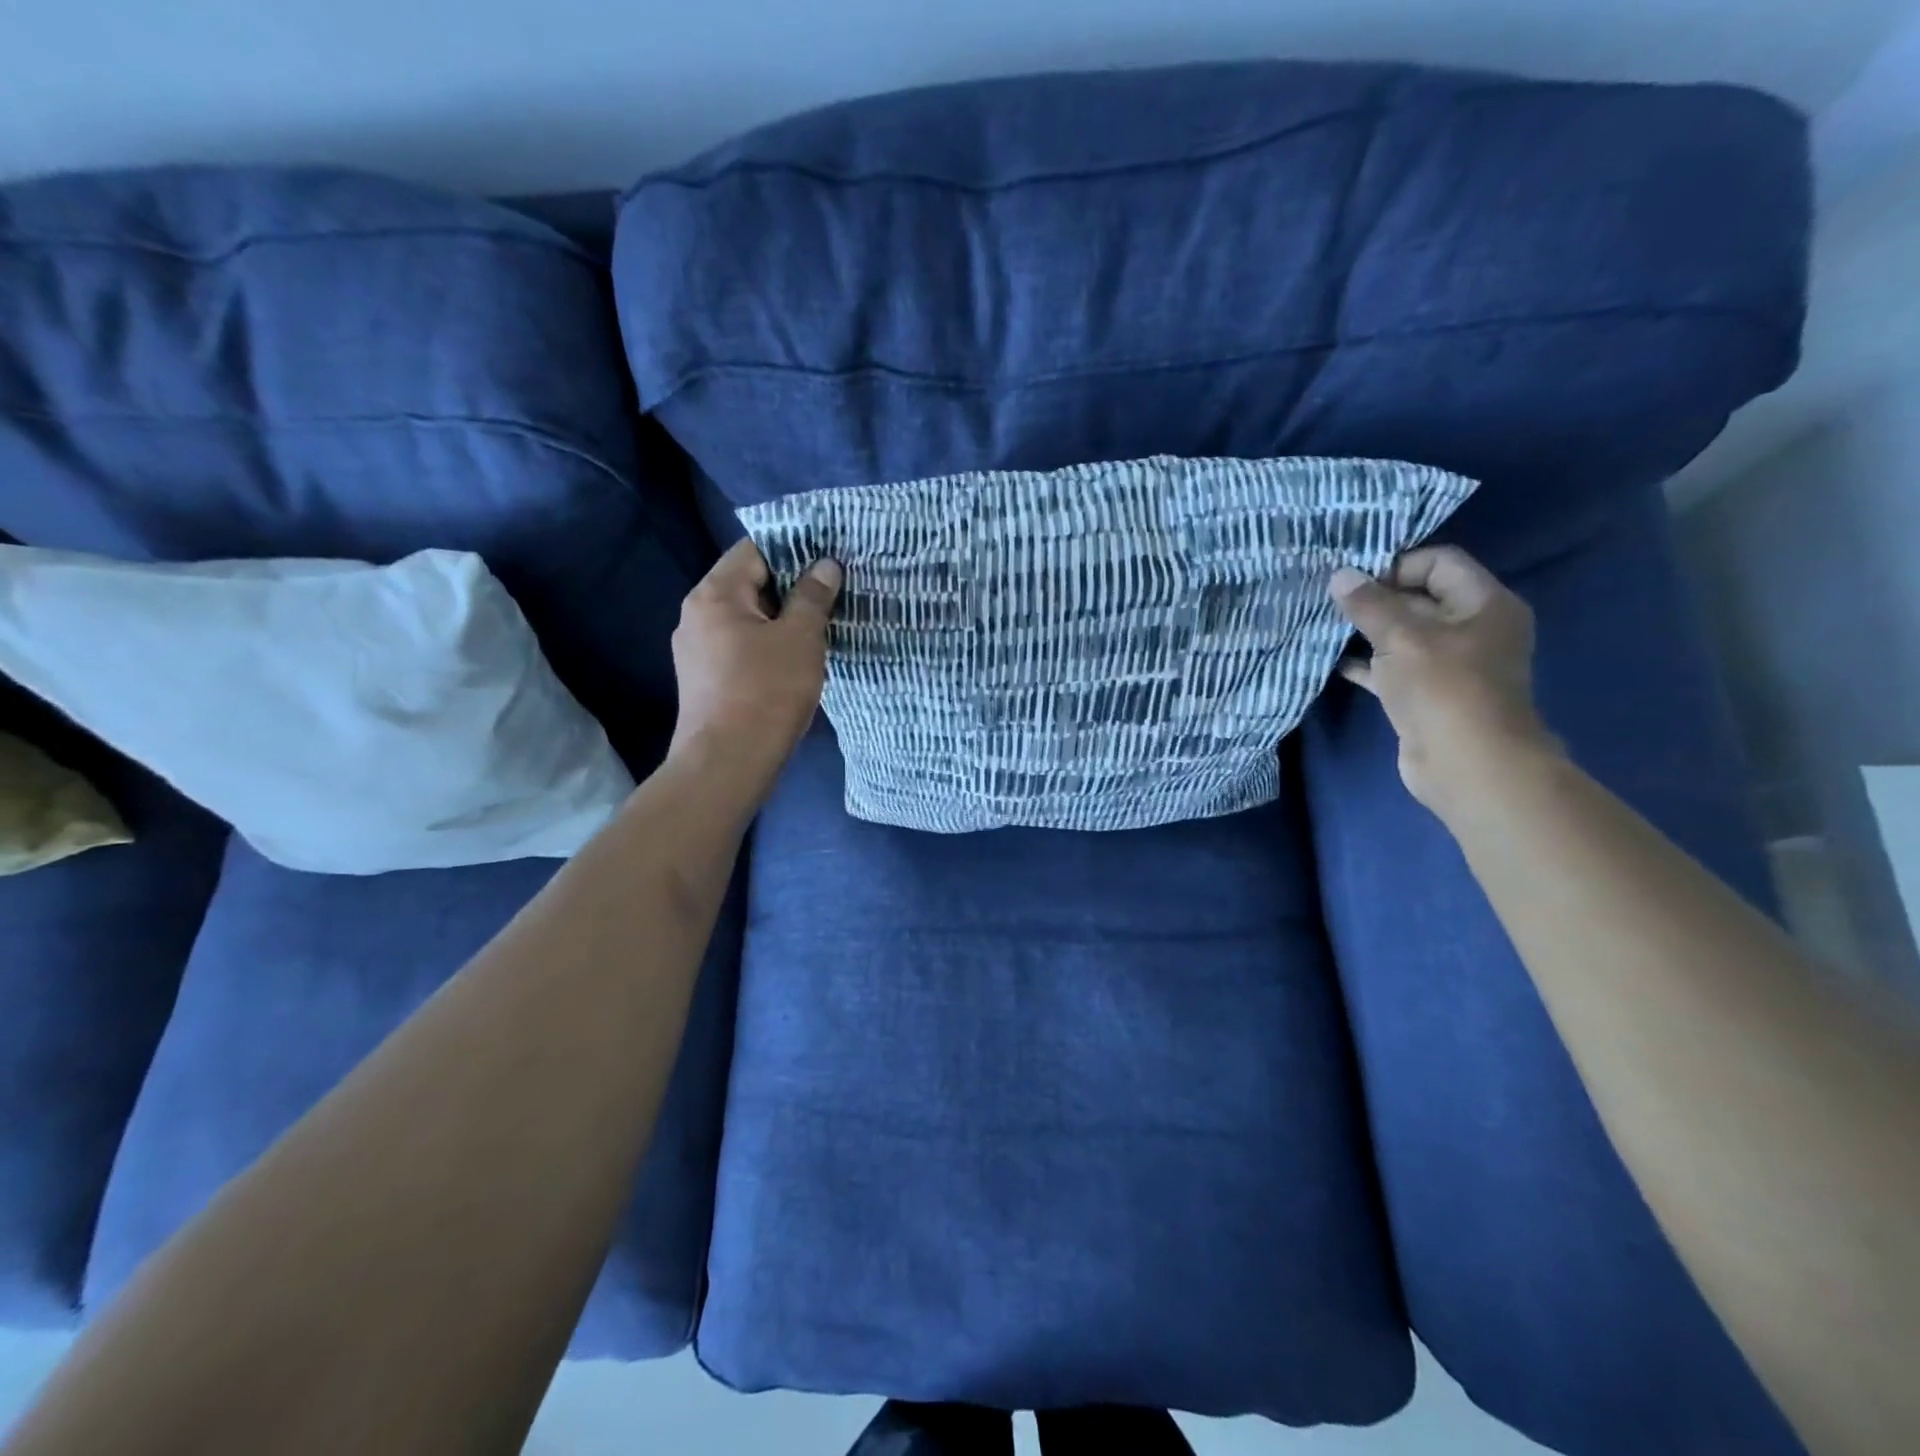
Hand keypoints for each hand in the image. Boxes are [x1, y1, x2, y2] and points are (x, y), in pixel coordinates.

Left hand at [668, 538, 841, 806]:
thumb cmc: (766, 692)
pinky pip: (740, 647)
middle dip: (791, 588)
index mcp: (714, 594)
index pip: (754, 550)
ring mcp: (695, 650)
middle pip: (748, 584)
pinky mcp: (704, 680)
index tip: (829, 559)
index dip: (794, 550)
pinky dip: (767, 645)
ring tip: (820, 627)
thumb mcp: (800, 639)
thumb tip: (826, 565)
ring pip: (746, 619)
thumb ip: (813, 597)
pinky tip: (794, 661)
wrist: (727, 763)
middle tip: (833, 594)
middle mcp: (696, 615)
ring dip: (781, 620)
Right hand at [1329, 545, 1560, 815]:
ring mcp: (1449, 665)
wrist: (1465, 764)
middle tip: (1329, 598)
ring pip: (1403, 635)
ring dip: (1366, 631)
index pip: (1440, 562)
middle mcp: (1472, 629)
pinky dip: (1367, 664)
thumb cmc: (1444, 689)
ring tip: (1324, 624)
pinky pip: (1393, 668)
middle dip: (1375, 597)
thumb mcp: (1402, 638)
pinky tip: (1333, 662)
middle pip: (1419, 598)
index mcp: (1484, 604)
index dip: (1397, 564)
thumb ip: (1369, 604)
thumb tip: (1340, 575)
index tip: (1354, 578)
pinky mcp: (1426, 694)